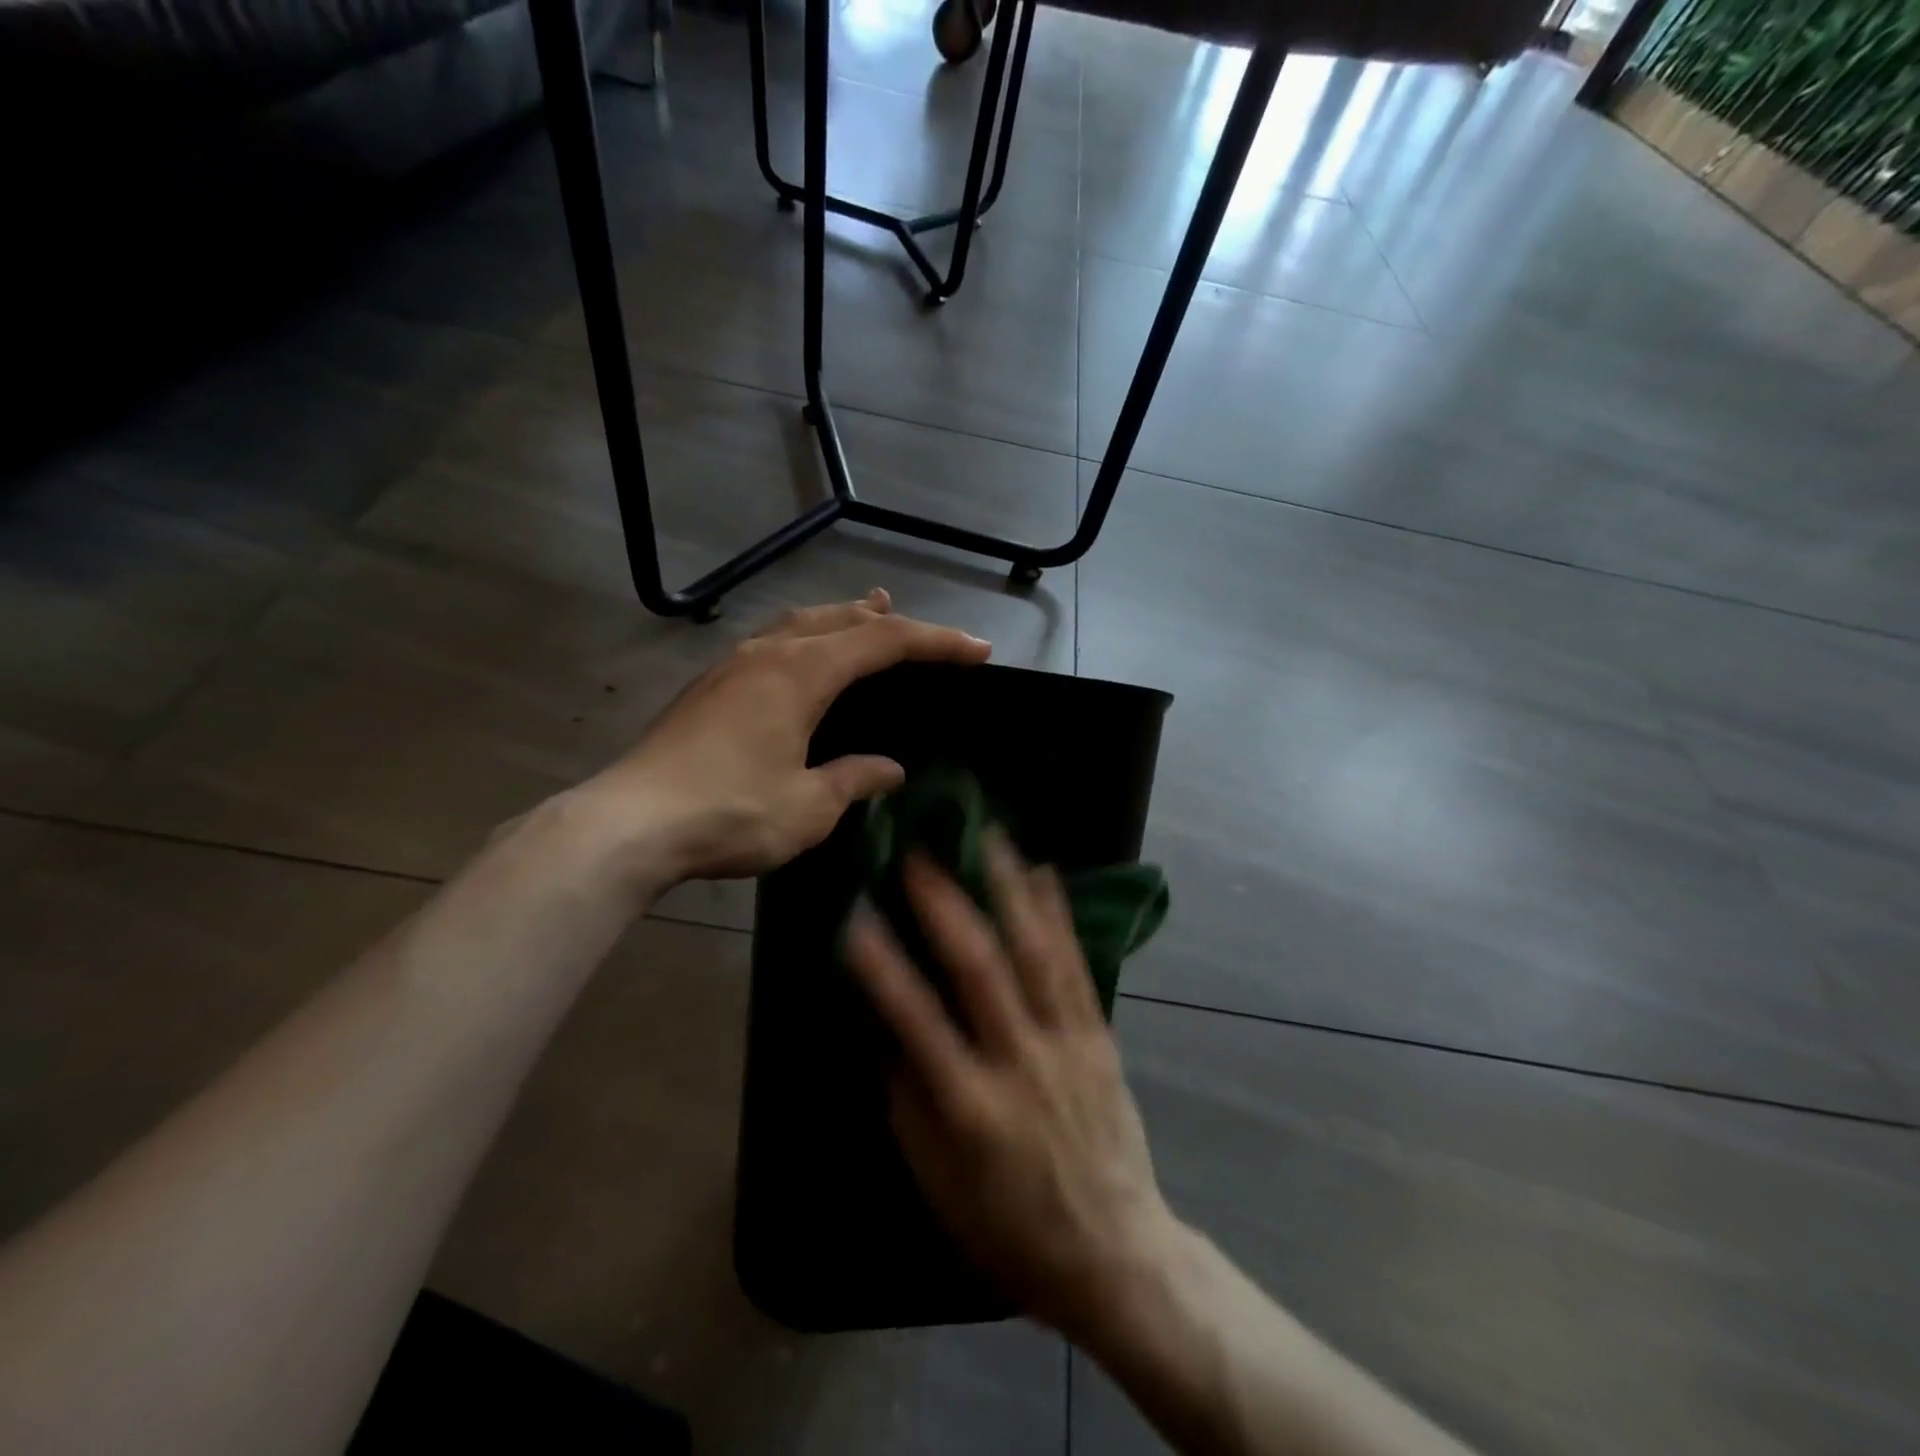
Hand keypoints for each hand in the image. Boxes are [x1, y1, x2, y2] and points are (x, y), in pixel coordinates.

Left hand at [585, 590, 990, 882]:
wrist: (630, 823)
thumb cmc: (730, 812)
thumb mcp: (808, 806)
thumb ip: (853, 780)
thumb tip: (889, 770)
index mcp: (802, 672)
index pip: (885, 641)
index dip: (936, 643)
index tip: (976, 651)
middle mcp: (768, 654)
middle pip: (840, 620)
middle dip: (887, 621)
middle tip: (920, 630)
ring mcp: (731, 666)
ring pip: (799, 624)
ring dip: (839, 620)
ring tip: (865, 615)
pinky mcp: (708, 687)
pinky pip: (771, 643)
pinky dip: (803, 639)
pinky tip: (799, 659)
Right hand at [842, 832, 1182, 1342]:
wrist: (1115, 1253)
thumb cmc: (1010, 1227)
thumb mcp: (939, 1183)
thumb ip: (910, 1101)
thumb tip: (890, 1030)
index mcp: (970, 1106)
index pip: (916, 1021)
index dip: (882, 965)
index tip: (855, 915)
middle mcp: (1020, 1061)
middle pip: (981, 970)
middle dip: (946, 907)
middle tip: (920, 855)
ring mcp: (1067, 1043)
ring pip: (1036, 952)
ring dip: (1009, 890)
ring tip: (988, 838)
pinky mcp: (1099, 1036)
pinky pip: (1077, 966)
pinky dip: (1059, 916)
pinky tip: (1045, 875)